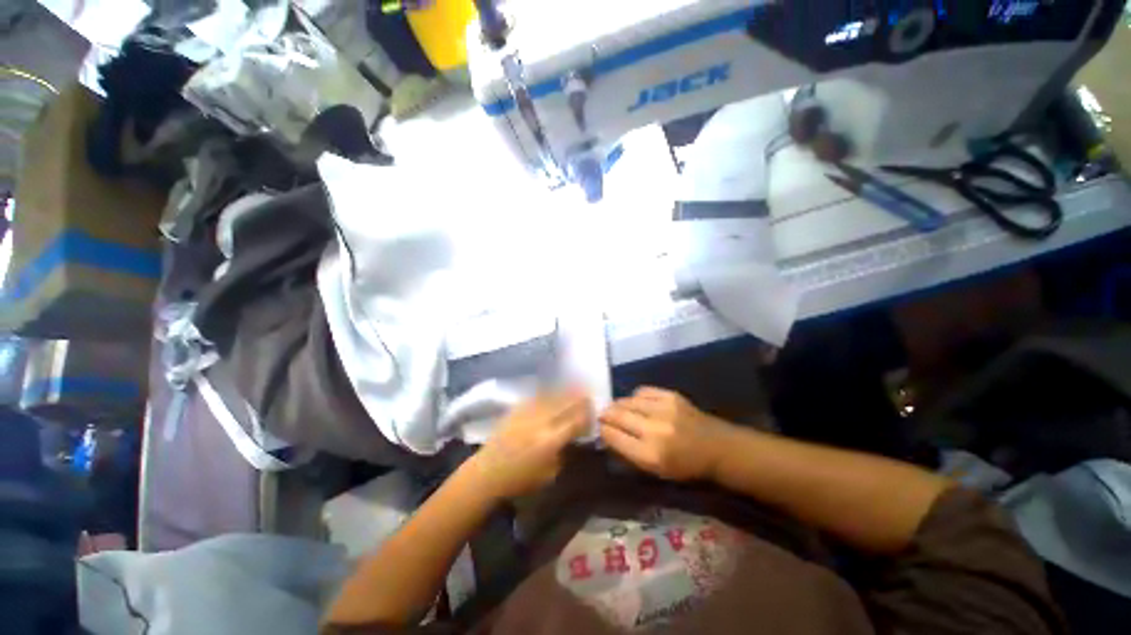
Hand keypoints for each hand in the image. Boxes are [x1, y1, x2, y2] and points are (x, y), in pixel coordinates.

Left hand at [467, 390, 591, 499]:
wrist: (488, 473)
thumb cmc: (520, 479)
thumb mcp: (550, 474)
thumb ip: (564, 453)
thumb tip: (575, 437)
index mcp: (551, 440)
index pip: (576, 420)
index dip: (587, 414)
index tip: (594, 410)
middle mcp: (541, 422)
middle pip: (565, 403)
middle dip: (579, 397)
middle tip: (588, 394)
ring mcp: (528, 412)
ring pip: (552, 395)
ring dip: (566, 390)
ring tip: (575, 386)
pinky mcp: (517, 408)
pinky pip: (536, 395)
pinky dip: (548, 391)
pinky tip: (554, 389)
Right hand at [599, 387, 731, 480]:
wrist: (717, 447)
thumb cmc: (685, 466)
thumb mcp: (655, 470)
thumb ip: (629, 453)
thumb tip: (607, 435)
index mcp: (650, 454)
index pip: (613, 436)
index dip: (602, 430)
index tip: (599, 427)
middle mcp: (654, 430)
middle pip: (617, 415)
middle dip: (605, 414)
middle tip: (601, 414)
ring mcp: (663, 409)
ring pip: (627, 401)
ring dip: (618, 404)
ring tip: (617, 408)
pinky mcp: (671, 395)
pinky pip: (642, 391)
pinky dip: (635, 397)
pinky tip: (637, 402)